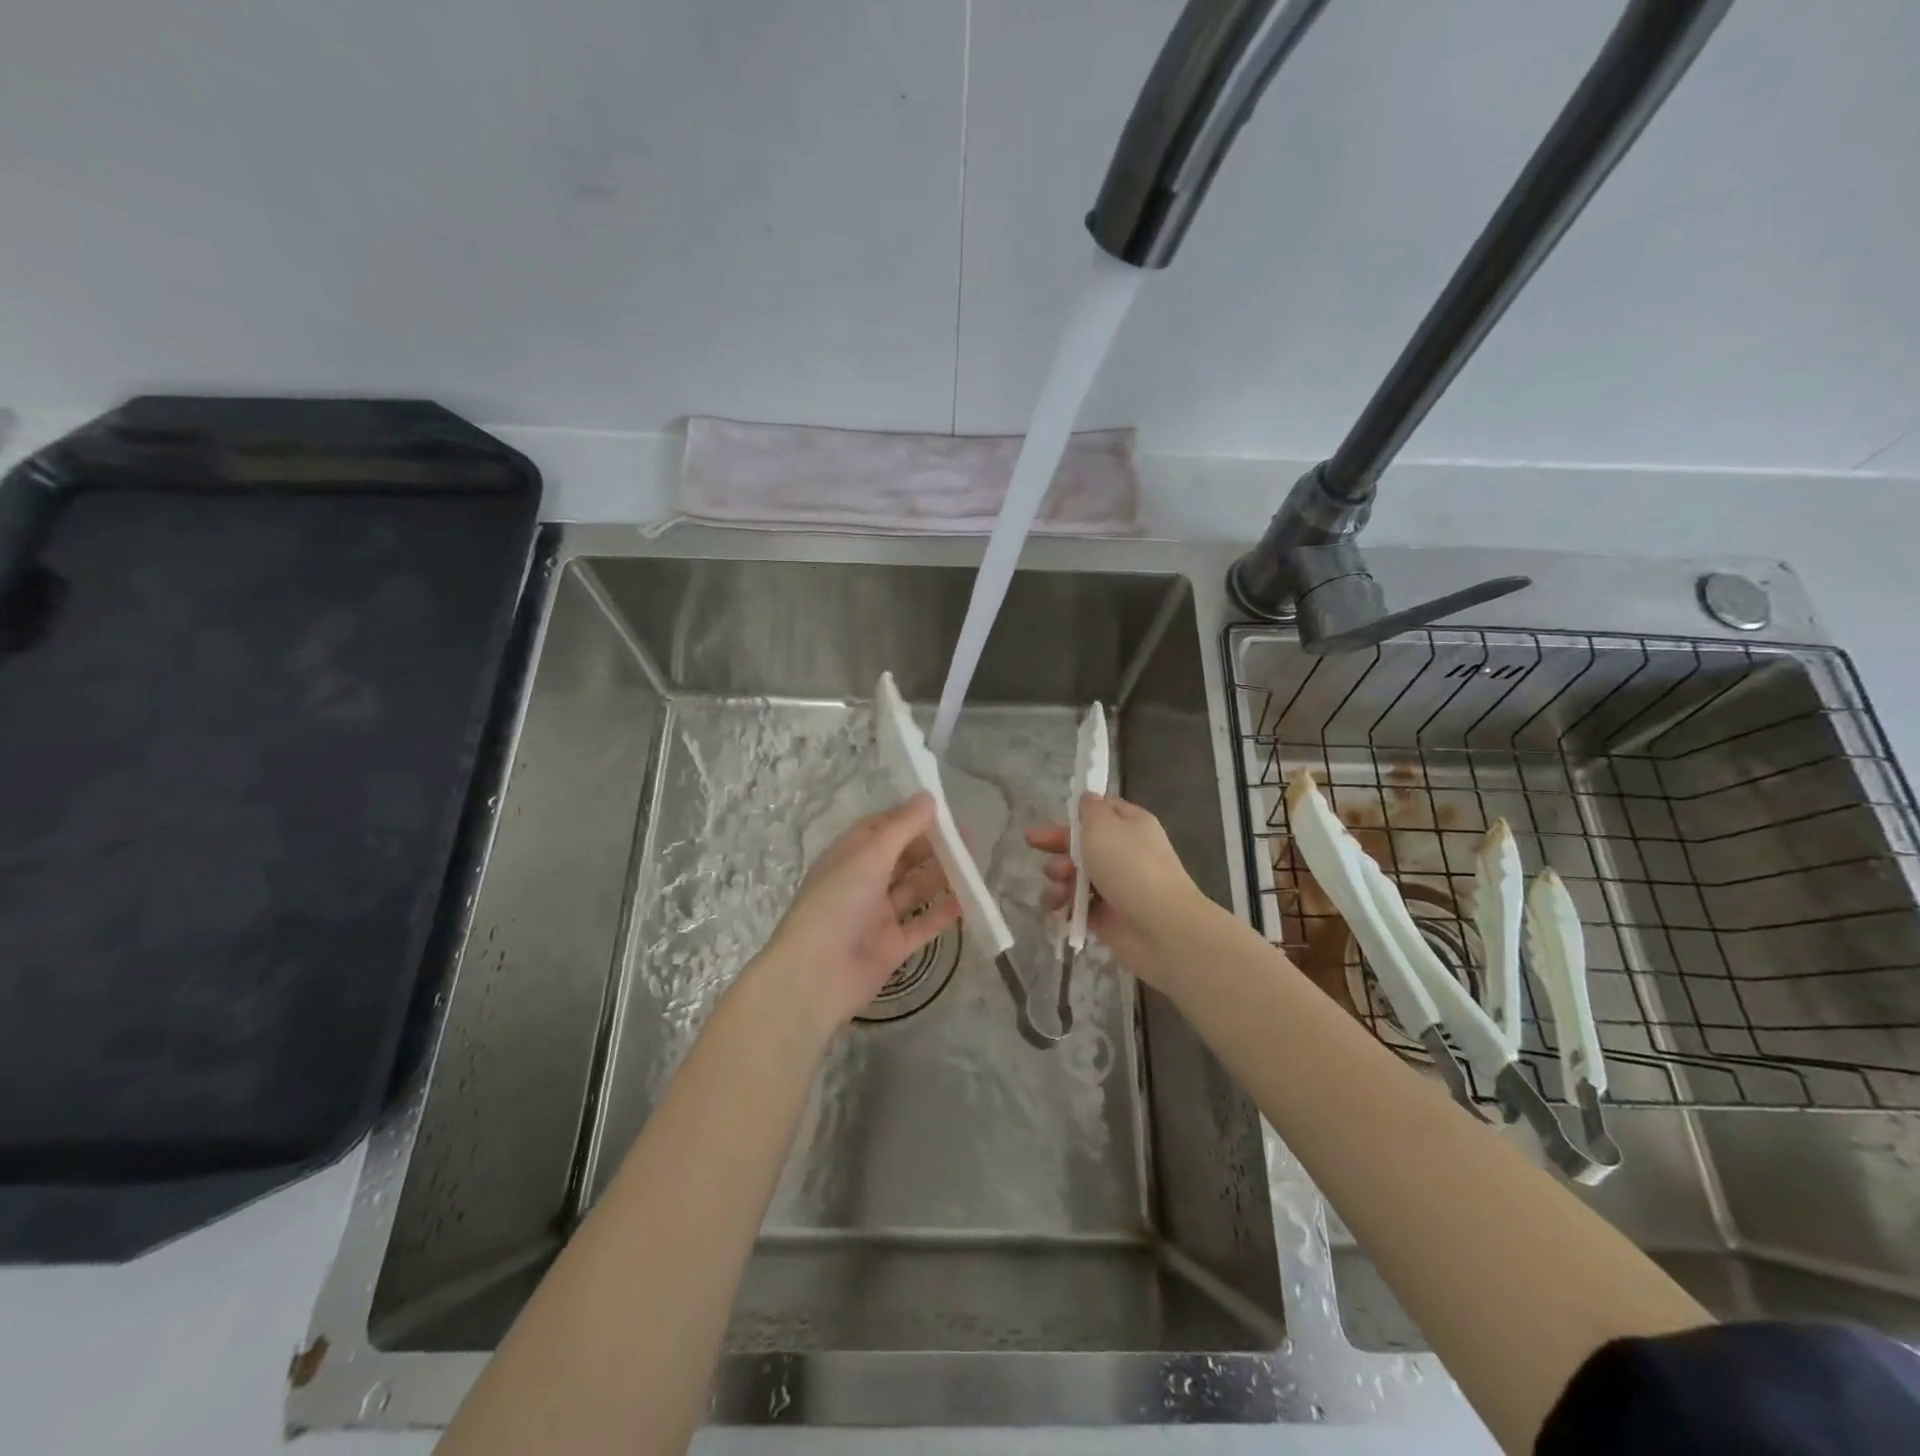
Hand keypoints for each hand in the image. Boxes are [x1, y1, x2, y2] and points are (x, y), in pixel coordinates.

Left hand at [764, 792, 960, 1025]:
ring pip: (914, 890)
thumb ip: (903, 826)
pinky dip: (942, 914)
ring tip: (974, 866)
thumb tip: (928, 796)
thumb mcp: (870, 854)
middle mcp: (863, 881)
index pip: (884, 828)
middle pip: (903, 858)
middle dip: (933, 847)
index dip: (912, 818)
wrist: (816, 974)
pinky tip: (968, 901)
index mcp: (850, 855)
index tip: (946, 811)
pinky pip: (922, 925)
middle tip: (969, 839)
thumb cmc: (837, 902)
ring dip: (942, 877)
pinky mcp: (891, 946)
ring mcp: (877, 915)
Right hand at [1025, 793, 1203, 989]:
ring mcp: (1113, 885)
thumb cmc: (1130, 866)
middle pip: (1081, 843)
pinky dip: (1062, 904)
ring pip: (1073, 874)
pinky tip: (1057, 907)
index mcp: (1130, 825)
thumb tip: (1088, 798)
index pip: (1103, 811)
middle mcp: (1123, 852)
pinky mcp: (1104, 916)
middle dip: (1057, 844)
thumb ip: (1090, 809)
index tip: (1057, 816)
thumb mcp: (1104, 824)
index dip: (1079, 813)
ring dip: (1057, 876)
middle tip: (1033, 843)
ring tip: (1058, 884)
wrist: (1159, 926)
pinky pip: (1074, 904)